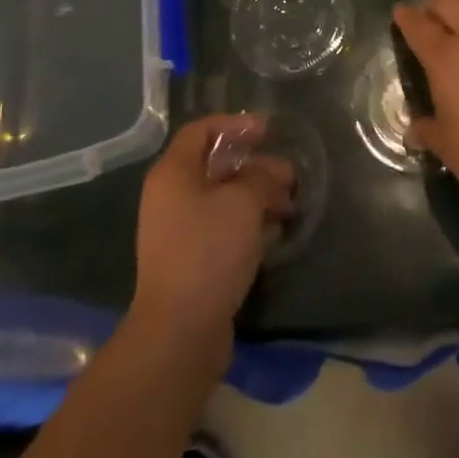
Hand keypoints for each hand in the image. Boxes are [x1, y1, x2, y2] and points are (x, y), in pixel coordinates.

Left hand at [131, 114, 293, 340]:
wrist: (179, 333)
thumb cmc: (208, 250)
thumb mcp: (243, 201)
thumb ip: (261, 177)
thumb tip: (272, 172)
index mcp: (173, 173)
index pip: (201, 131)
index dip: (234, 124)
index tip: (267, 130)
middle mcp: (170, 197)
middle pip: (215, 166)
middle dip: (254, 167)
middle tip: (288, 175)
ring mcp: (177, 233)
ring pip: (221, 200)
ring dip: (255, 197)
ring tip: (288, 205)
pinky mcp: (189, 263)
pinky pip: (220, 229)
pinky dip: (246, 225)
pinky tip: (273, 233)